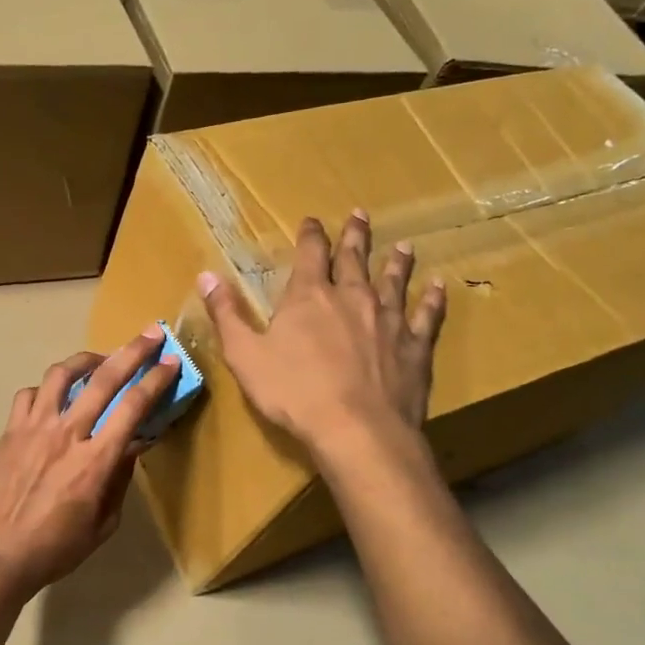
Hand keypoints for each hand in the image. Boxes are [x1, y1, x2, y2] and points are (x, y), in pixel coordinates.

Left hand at [0, 328, 181, 600]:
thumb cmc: (58, 547)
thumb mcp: (104, 522)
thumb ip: (120, 479)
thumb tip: (131, 446)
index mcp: (96, 460)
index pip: (133, 407)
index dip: (156, 380)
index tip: (171, 362)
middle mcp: (68, 433)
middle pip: (104, 378)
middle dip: (133, 351)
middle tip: (151, 335)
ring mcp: (35, 427)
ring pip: (62, 374)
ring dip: (86, 359)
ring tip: (99, 360)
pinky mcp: (11, 430)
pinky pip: (30, 393)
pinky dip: (47, 389)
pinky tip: (54, 397)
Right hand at [200, 210, 445, 458]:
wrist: (356, 429)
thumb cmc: (294, 392)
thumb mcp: (245, 355)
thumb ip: (226, 314)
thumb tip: (206, 275)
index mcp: (310, 297)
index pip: (311, 253)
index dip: (311, 235)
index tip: (313, 221)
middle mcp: (353, 297)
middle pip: (355, 258)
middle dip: (355, 236)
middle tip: (361, 215)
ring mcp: (389, 319)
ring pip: (394, 281)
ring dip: (396, 262)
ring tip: (403, 247)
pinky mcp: (415, 346)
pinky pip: (427, 316)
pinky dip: (433, 299)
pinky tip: (439, 287)